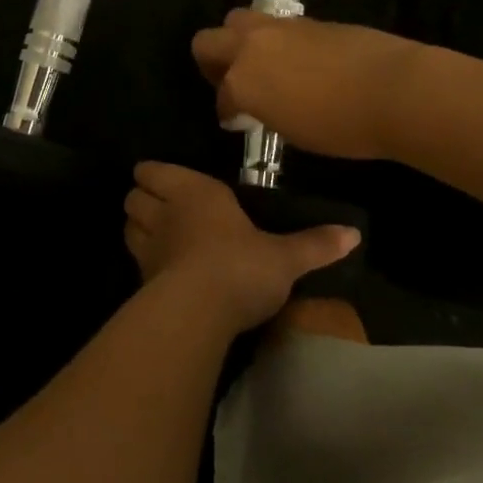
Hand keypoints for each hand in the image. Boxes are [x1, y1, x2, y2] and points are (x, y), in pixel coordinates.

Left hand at [123, 163, 360, 332]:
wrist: (198, 311)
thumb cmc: (240, 266)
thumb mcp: (285, 257)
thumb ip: (315, 244)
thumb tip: (354, 234)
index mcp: (194, 191)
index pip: (153, 171)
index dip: (153, 175)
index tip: (165, 182)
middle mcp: (165, 211)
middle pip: (133, 197)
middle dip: (142, 199)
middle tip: (161, 209)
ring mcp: (149, 246)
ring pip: (128, 227)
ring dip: (138, 229)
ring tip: (156, 237)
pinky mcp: (142, 280)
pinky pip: (135, 262)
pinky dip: (143, 262)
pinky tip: (160, 273)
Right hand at [190, 10, 418, 160]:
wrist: (393, 89)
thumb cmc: (341, 126)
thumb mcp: (291, 131)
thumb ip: (265, 111)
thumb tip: (258, 106)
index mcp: (242, 80)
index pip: (221, 95)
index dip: (226, 111)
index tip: (235, 121)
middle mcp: (252, 46)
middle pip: (208, 40)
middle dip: (212, 61)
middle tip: (231, 81)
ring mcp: (280, 27)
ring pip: (238, 21)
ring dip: (240, 40)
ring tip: (261, 65)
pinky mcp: (309, 20)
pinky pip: (276, 25)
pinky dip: (275, 40)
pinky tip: (296, 61)